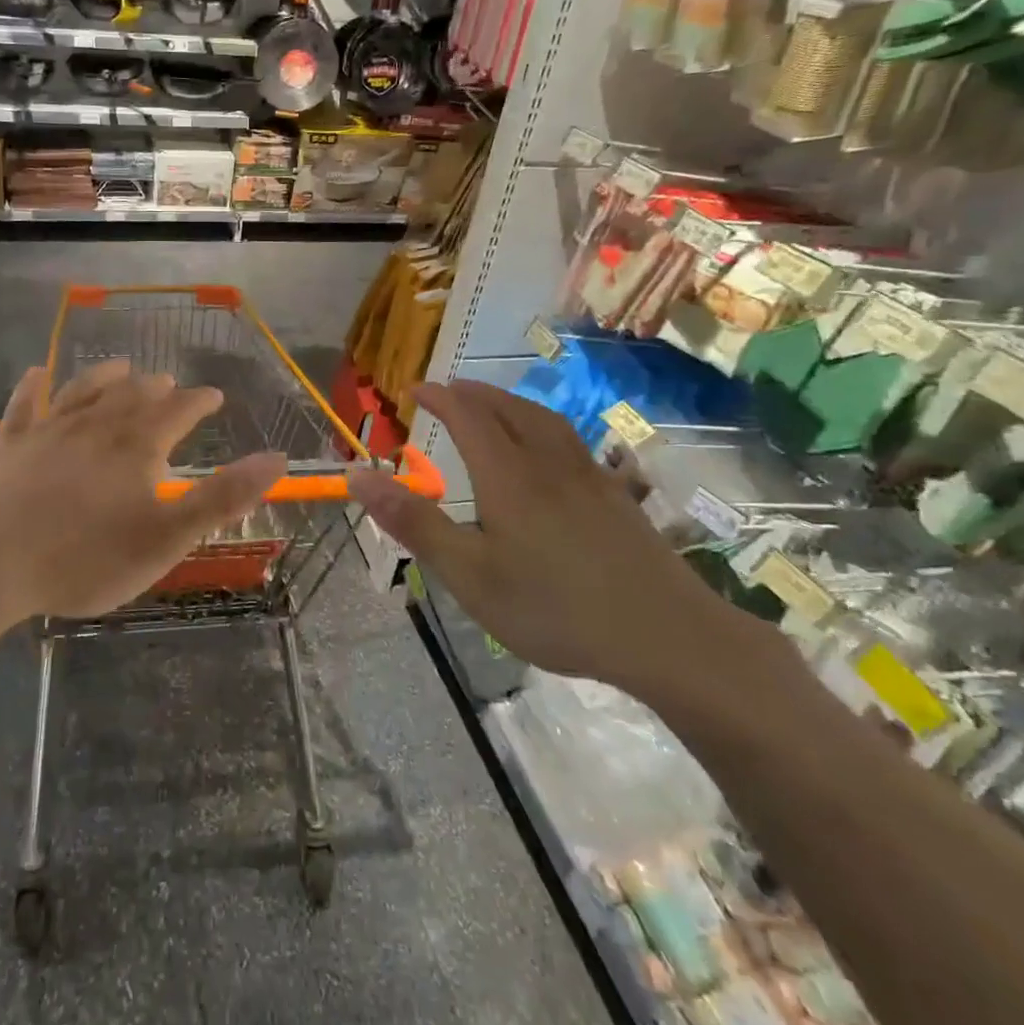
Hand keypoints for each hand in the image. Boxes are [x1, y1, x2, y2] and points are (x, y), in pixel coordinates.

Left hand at [0, 360, 285, 625]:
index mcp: (136, 447)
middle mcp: (95, 425)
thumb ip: (222, 497)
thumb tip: (276, 459)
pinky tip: (38, 373)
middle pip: (132, 395)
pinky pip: (24, 404)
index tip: (212, 395)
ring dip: (106, 375)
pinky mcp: (7, 443)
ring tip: (121, 367)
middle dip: (156, 388)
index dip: (199, 401)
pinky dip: (34, 386)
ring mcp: (47, 430)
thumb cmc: (84, 559)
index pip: (178, 411)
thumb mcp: (166, 538)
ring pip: (84, 389)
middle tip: (168, 384)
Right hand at [348, 380, 756, 698]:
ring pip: (546, 421)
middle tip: (450, 389)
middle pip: (509, 409)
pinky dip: (546, 427)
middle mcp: (548, 463)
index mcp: (508, 475)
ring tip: (494, 406)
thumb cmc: (553, 607)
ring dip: (512, 403)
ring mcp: (590, 478)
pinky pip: (573, 442)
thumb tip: (357, 476)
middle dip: (474, 393)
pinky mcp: (617, 498)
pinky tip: (552, 451)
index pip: (467, 416)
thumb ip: (413, 522)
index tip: (414, 388)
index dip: (439, 397)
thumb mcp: (468, 573)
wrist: (665, 636)